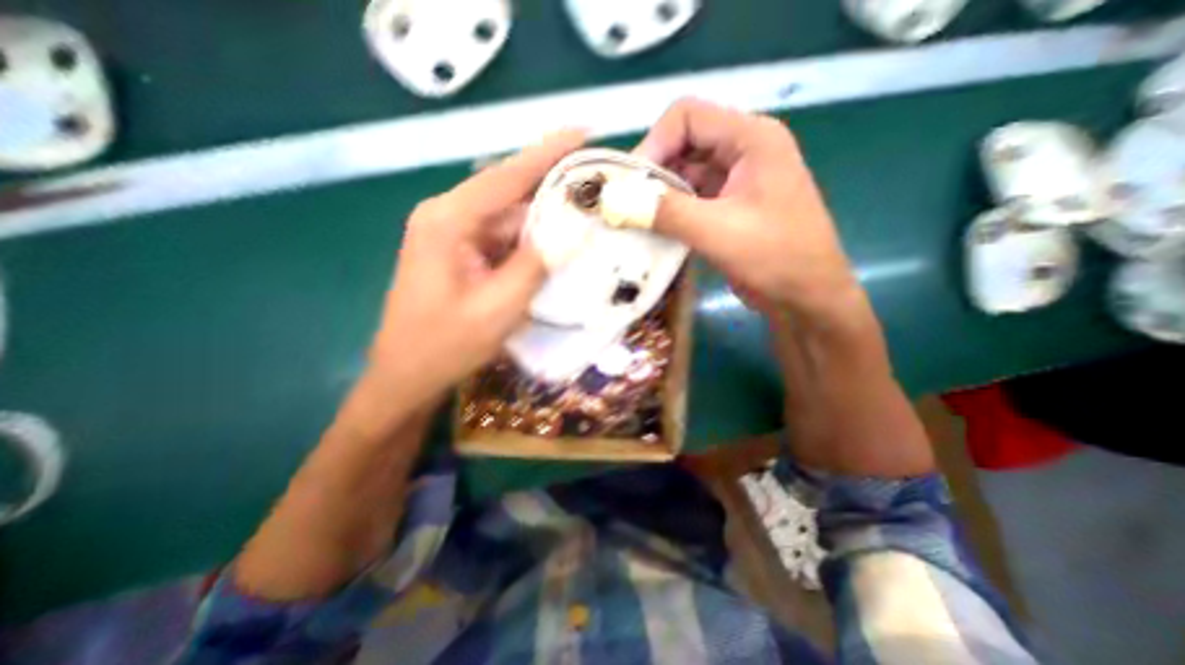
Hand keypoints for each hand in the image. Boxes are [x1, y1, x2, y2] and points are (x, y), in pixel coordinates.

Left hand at [360, 128, 580, 411]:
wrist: (407, 375)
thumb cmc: (446, 345)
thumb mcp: (498, 307)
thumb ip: (537, 264)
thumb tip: (576, 228)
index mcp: (449, 220)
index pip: (507, 174)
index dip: (548, 152)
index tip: (585, 132)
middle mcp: (448, 217)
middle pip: (510, 194)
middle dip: (553, 189)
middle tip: (597, 185)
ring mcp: (453, 235)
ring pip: (509, 219)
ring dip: (545, 221)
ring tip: (587, 217)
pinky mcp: (461, 253)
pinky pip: (503, 239)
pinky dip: (530, 243)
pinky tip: (557, 247)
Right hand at [634, 98, 868, 325]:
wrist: (806, 297)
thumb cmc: (775, 257)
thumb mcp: (717, 231)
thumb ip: (666, 211)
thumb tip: (615, 199)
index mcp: (751, 138)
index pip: (687, 117)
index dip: (654, 144)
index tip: (632, 185)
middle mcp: (743, 151)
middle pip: (683, 144)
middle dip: (653, 173)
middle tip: (629, 205)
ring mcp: (736, 180)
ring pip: (685, 173)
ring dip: (660, 195)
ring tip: (637, 221)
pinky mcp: (729, 207)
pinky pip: (691, 198)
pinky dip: (671, 211)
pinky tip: (655, 230)